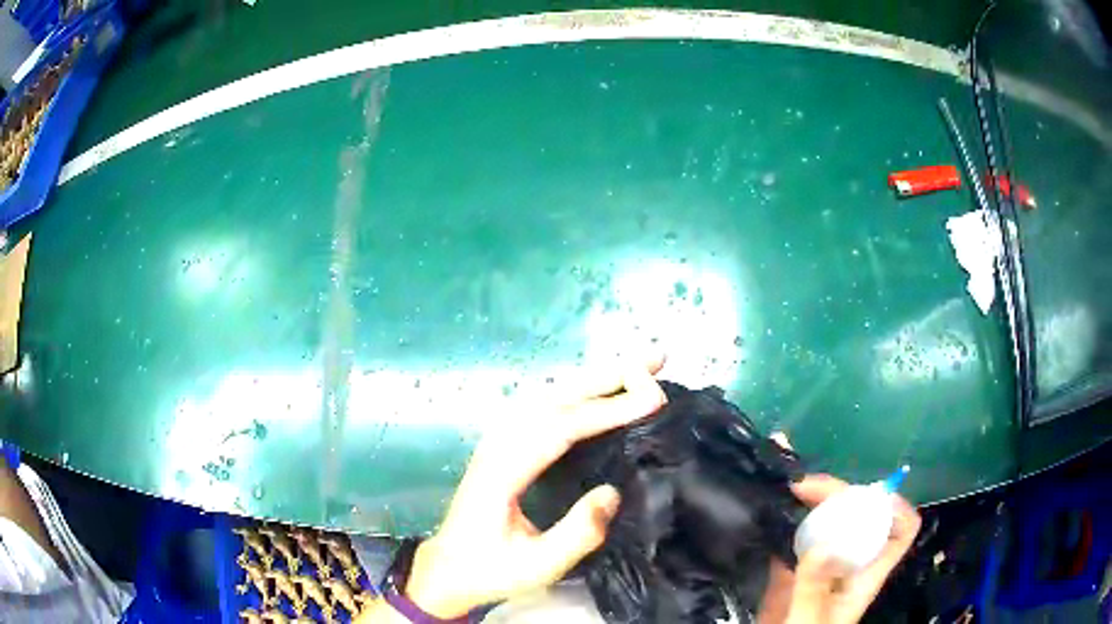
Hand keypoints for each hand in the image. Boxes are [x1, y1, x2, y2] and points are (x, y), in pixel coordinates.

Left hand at [403, 356, 667, 617]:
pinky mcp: (504, 446)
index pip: (560, 427)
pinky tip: (597, 392)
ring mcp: (499, 441)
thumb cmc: (491, 570)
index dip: (607, 409)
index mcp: (503, 471)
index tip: (652, 398)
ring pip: (549, 396)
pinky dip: (577, 393)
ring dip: (594, 379)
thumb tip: (613, 491)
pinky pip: (543, 407)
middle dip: (607, 376)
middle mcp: (499, 445)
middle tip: (655, 361)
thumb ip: (577, 533)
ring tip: (636, 370)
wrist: (448, 569)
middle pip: (555, 398)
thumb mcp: (539, 566)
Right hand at [761, 473, 920, 623]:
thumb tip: (820, 546)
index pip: (900, 532)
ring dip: (813, 504)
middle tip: (804, 487)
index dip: (894, 506)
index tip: (865, 494)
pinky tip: (768, 514)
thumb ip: (813, 588)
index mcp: (866, 575)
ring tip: (791, 489)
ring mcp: (821, 569)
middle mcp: (849, 565)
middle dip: (840, 494)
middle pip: (859, 517)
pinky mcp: (793, 576)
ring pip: (828, 525)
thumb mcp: (810, 620)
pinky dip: (784, 526)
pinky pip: (794, 543)